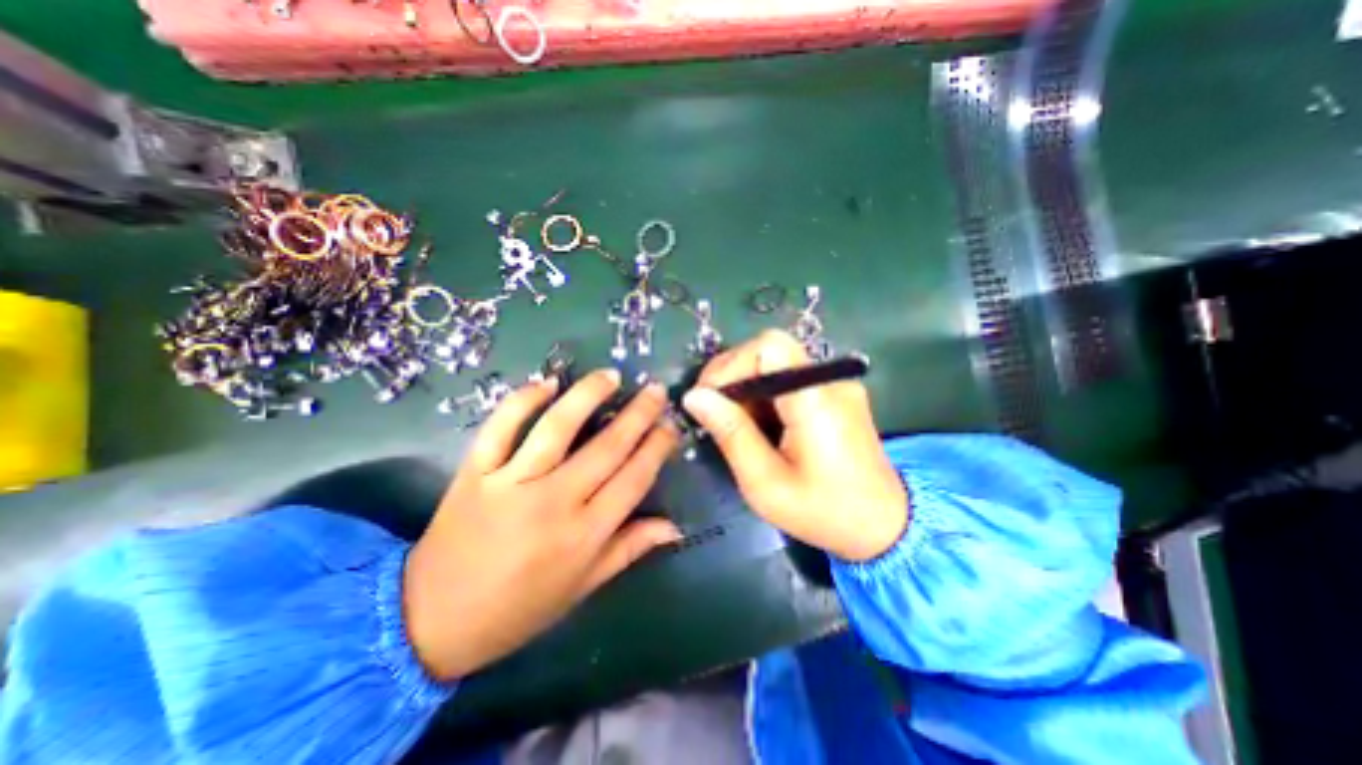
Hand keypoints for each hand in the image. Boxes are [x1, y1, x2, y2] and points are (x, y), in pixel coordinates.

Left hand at [401, 371, 680, 679]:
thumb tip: (674, 527)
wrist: (432, 621)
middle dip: (639, 414)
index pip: (634, 478)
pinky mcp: (475, 472)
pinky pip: (501, 427)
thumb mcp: (582, 587)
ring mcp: (511, 483)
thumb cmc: (519, 608)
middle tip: (655, 390)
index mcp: (584, 534)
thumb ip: (629, 549)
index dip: (657, 447)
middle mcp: (553, 503)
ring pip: (558, 427)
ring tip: (611, 376)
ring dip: (588, 395)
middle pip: (607, 447)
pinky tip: (547, 383)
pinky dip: (523, 400)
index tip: (671, 424)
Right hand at [678, 332, 901, 562]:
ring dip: (747, 387)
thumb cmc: (824, 512)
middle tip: (713, 412)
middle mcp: (829, 381)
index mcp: (815, 400)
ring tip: (736, 425)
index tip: (709, 399)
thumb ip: (731, 434)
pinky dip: (765, 395)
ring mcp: (835, 385)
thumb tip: (694, 396)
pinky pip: (789, 378)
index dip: (732, 365)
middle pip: (770, 350)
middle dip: (733, 375)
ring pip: (776, 363)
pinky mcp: (835, 394)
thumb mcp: (766, 483)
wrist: (885, 527)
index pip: (769, 346)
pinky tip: (760, 425)